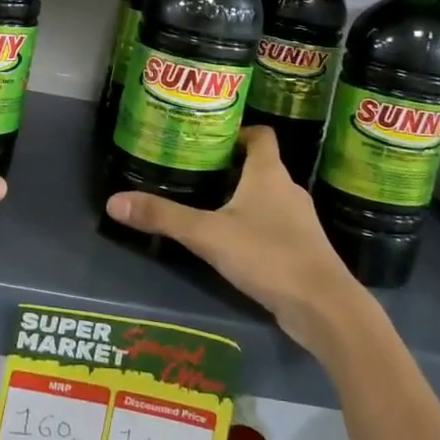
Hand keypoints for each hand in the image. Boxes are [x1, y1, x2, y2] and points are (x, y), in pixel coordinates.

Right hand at [106, 127, 367, 354]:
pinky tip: (232, 244)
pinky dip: (254, 227)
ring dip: (242, 198)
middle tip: (195, 170)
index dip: (238, 131)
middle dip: (230, 166)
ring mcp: (299, 222)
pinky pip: (274, 227)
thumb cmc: (269, 255)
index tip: (210, 137)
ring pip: (267, 198)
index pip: (260, 135)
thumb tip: (115, 201)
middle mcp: (288, 190)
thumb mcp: (208, 235)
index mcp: (269, 174)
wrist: (325, 308)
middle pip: (260, 166)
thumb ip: (164, 217)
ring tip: (207, 205)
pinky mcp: (302, 250)